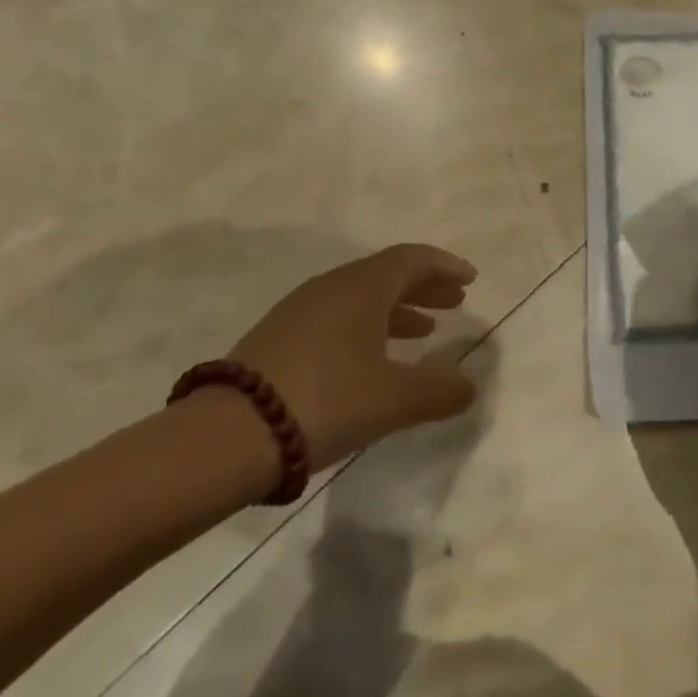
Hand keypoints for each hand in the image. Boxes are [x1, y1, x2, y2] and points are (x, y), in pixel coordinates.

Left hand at [224, 244, 480, 472]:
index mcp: (362, 288)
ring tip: (423, 331)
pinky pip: (336, 319)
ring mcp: (298, 313)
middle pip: (386, 275)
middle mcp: (330, 289)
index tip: (470, 279)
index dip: (445, 266)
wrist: (227, 436)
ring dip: (396, 310)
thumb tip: (467, 385)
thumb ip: (439, 390)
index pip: (411, 259)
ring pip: (360, 299)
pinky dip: (366, 328)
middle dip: (424, 287)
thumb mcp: (394, 400)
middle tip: (455, 302)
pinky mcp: (277, 340)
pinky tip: (372, 360)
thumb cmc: (325, 401)